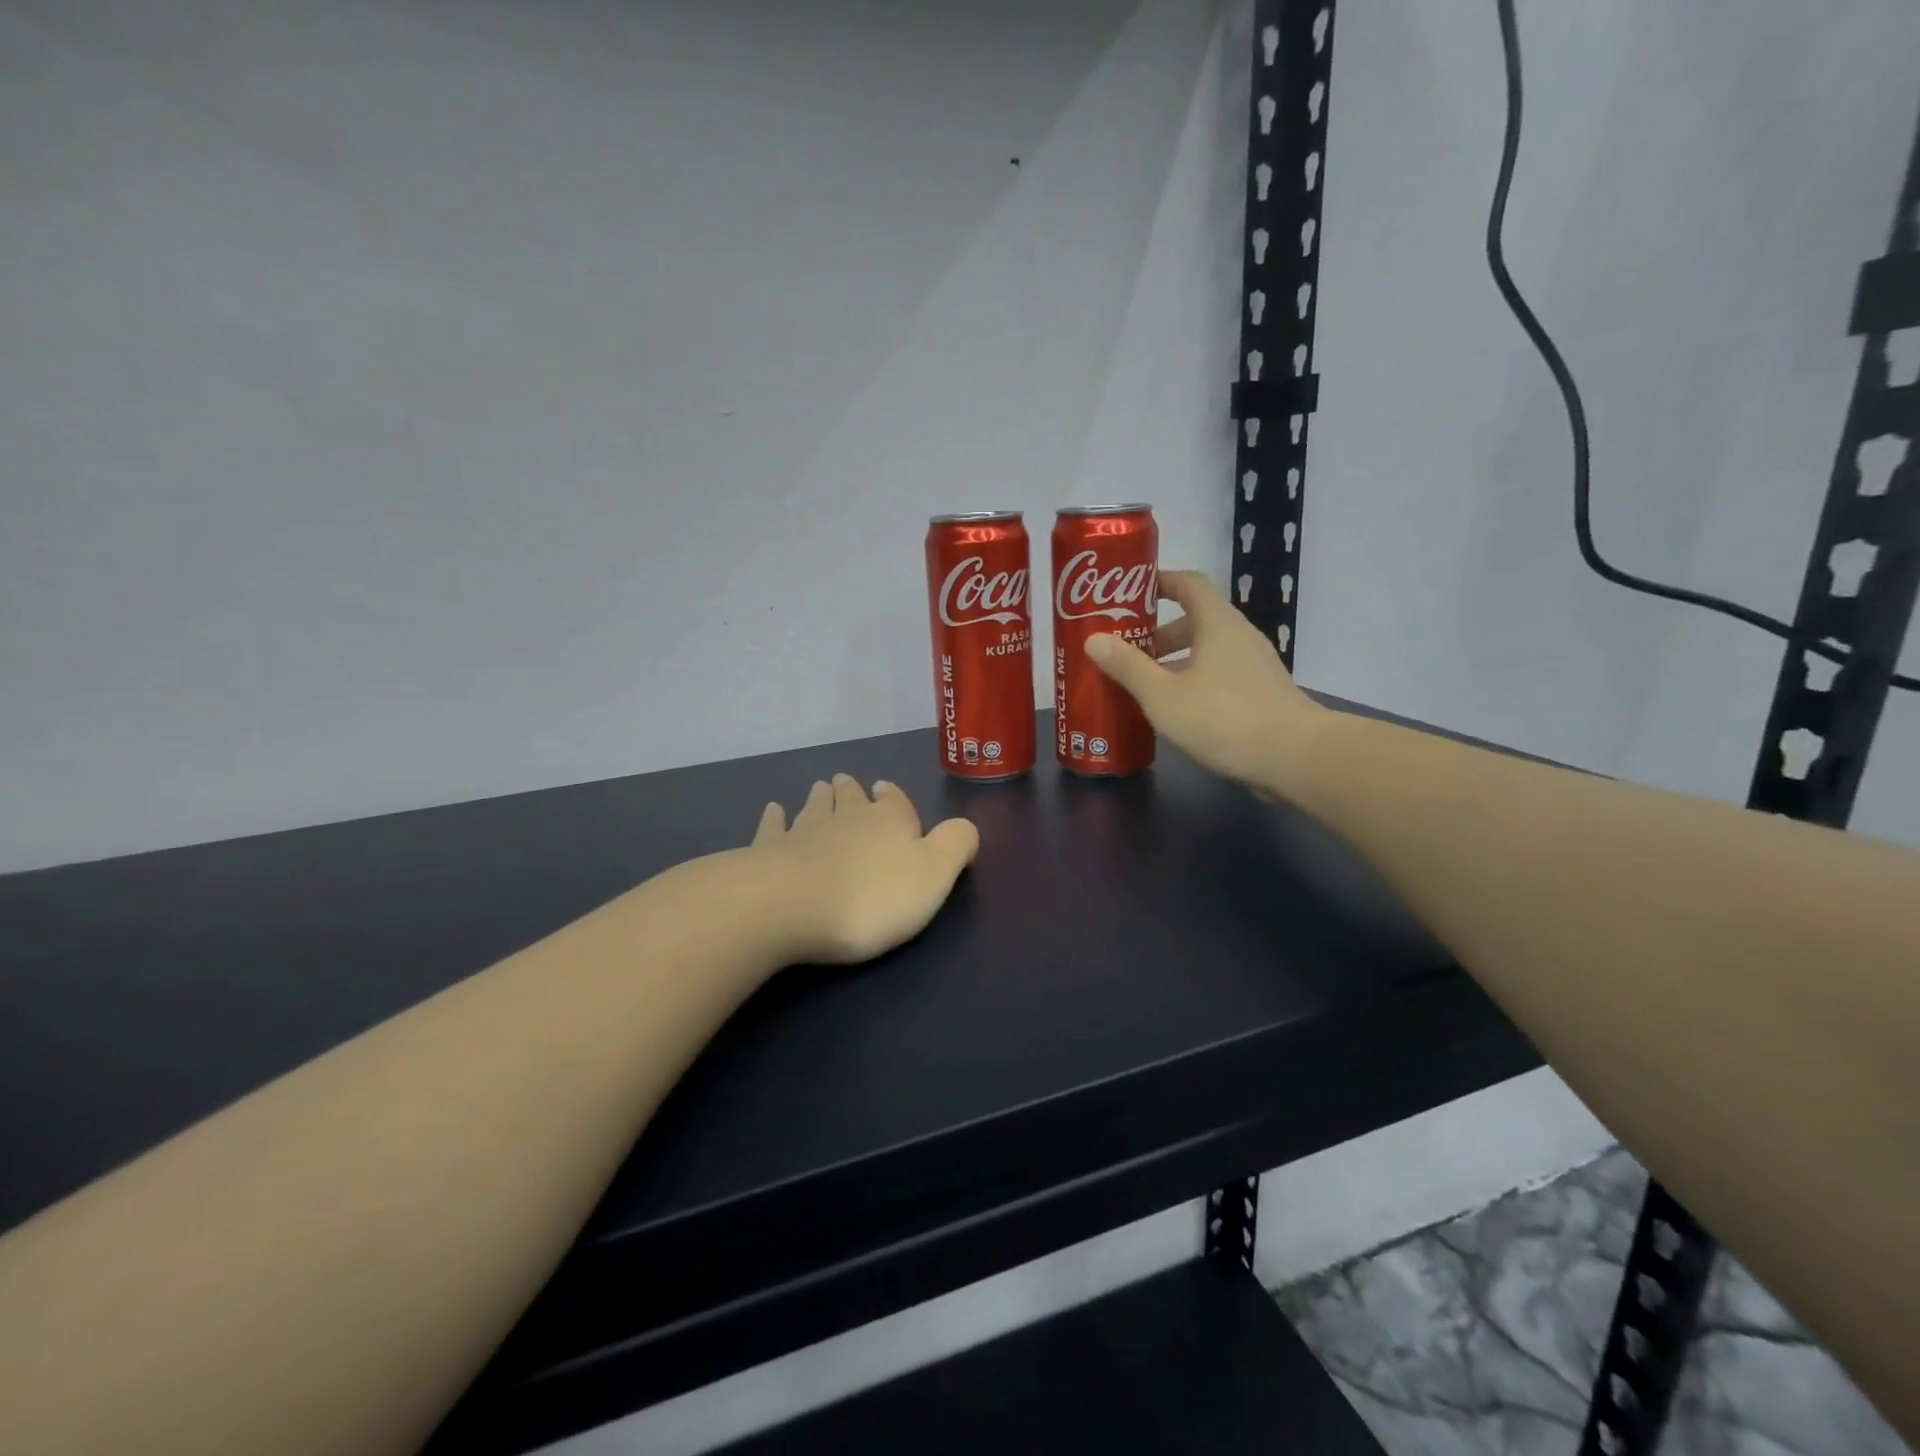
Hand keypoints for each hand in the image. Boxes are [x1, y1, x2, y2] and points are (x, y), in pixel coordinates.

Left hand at [748, 775, 979, 964]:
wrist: (790, 906)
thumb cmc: (872, 896)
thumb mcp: (934, 874)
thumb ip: (955, 846)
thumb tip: (966, 825)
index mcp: (890, 822)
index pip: (896, 803)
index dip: (894, 798)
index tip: (886, 790)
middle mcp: (847, 819)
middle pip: (851, 799)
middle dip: (853, 792)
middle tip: (846, 781)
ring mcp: (803, 832)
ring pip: (814, 808)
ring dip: (819, 798)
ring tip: (820, 787)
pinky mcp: (767, 852)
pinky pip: (773, 828)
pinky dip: (774, 818)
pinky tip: (773, 810)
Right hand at [1085, 570, 1326, 798]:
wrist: (1295, 757)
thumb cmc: (1223, 717)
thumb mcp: (1163, 695)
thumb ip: (1128, 667)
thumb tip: (1093, 639)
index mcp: (1218, 623)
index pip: (1189, 583)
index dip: (1159, 582)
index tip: (1129, 594)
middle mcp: (1239, 637)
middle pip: (1195, 620)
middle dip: (1157, 634)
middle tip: (1125, 652)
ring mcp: (1255, 666)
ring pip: (1207, 652)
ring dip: (1173, 662)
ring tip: (1142, 685)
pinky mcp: (1261, 694)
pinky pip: (1219, 675)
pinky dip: (1192, 682)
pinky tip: (1174, 711)